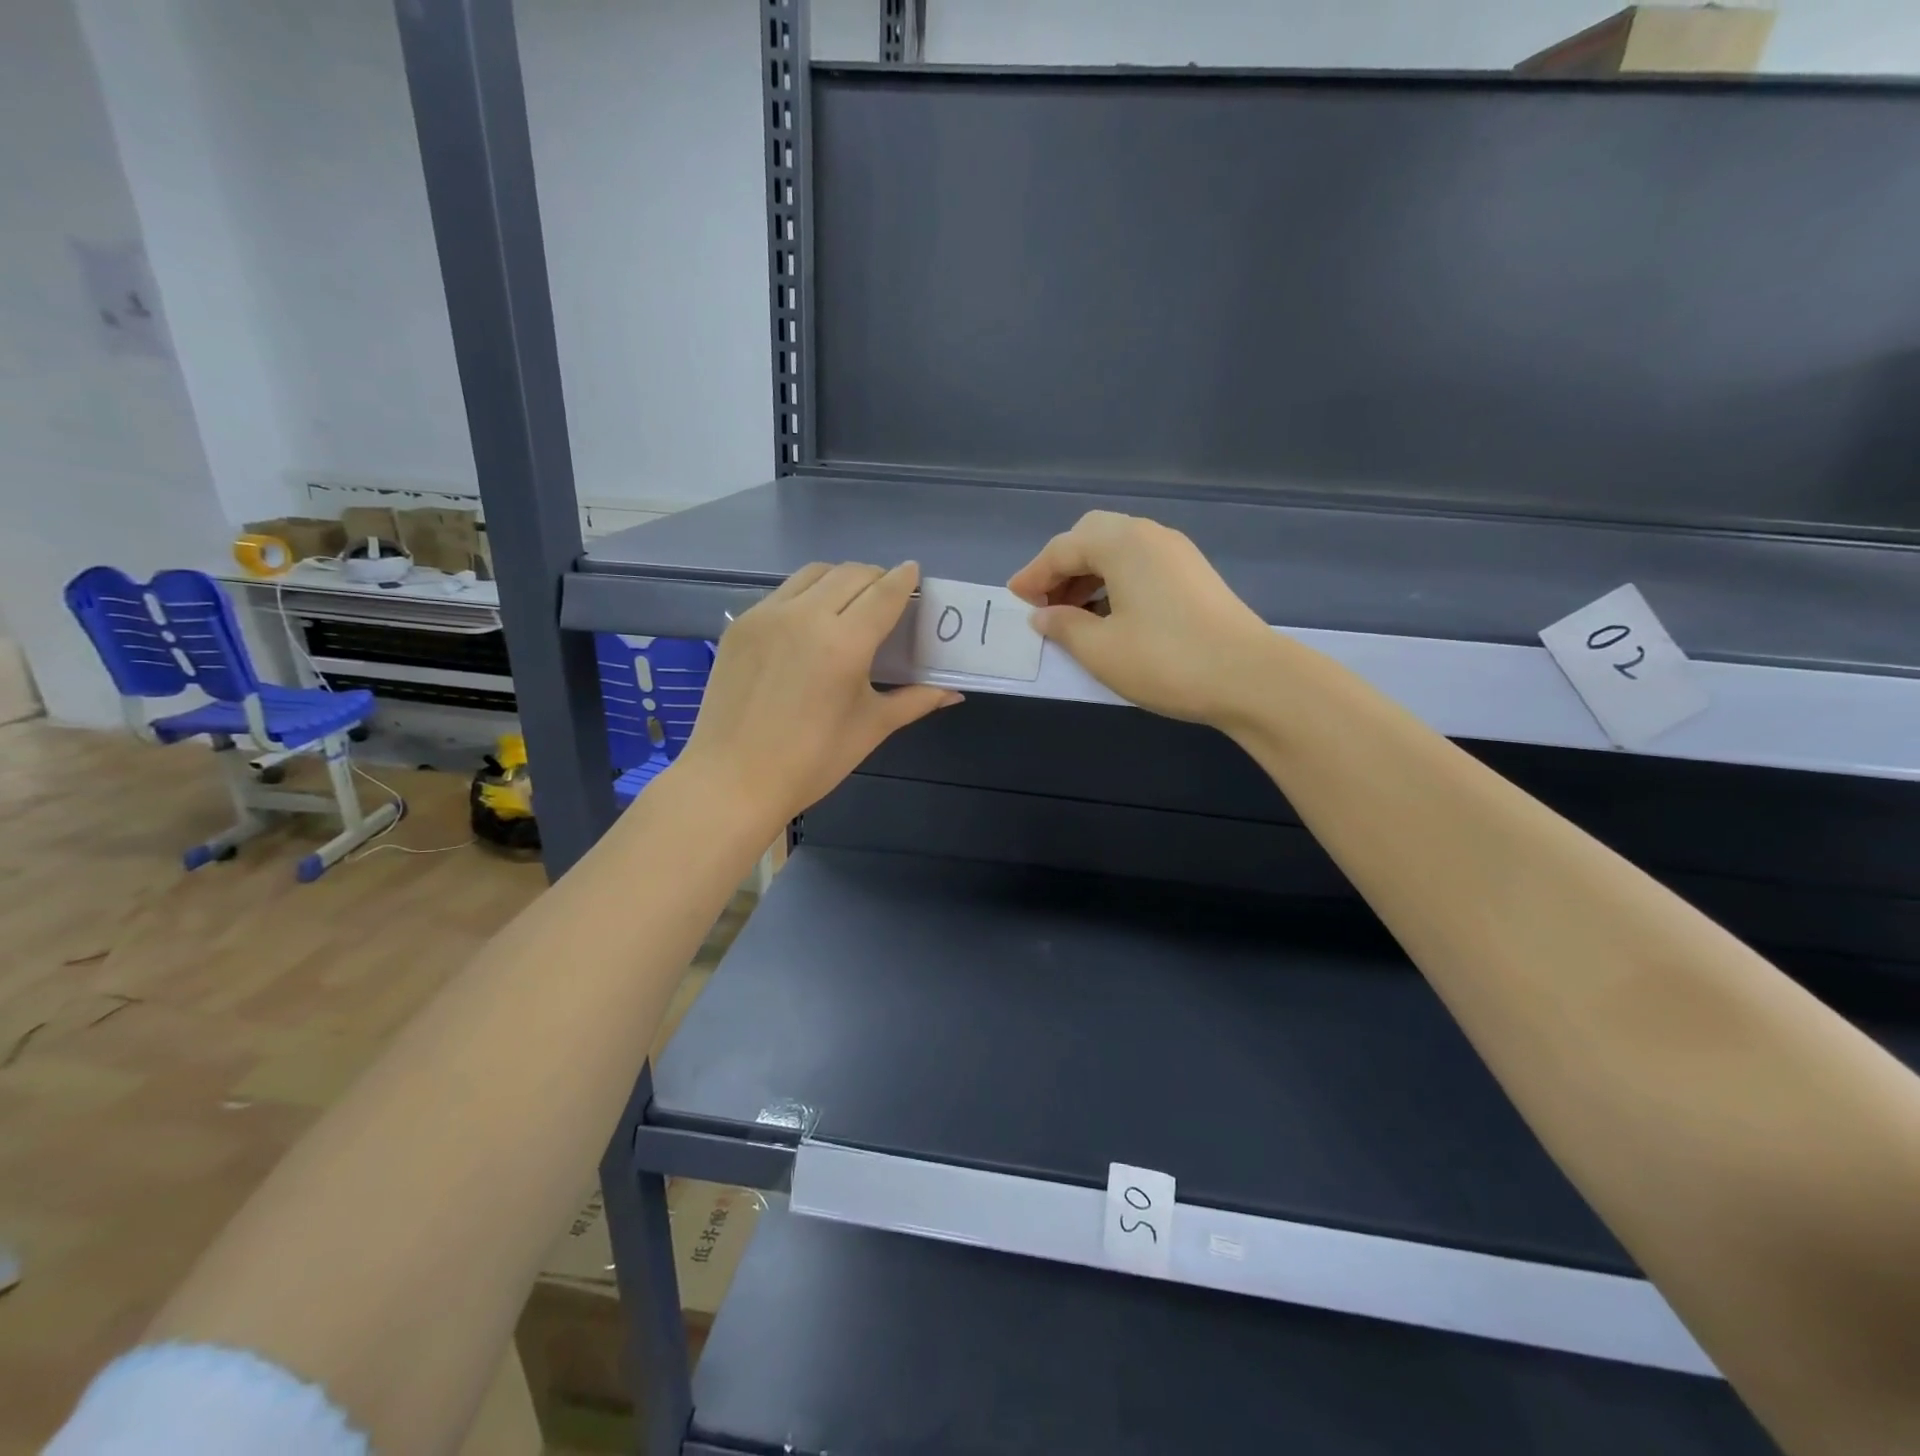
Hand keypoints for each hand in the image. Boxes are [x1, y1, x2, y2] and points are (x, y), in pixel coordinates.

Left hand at [679, 561, 960, 824]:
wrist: (733, 780)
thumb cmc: (811, 761)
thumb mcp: (871, 728)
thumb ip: (915, 700)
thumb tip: (954, 693)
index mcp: (843, 643)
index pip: (883, 592)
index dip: (904, 579)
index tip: (914, 573)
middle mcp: (805, 616)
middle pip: (851, 574)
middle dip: (876, 578)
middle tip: (887, 598)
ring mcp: (767, 616)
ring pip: (813, 575)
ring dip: (840, 579)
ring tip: (850, 602)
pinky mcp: (741, 624)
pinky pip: (782, 593)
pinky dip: (806, 595)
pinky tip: (810, 623)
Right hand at [1007, 510, 1276, 726]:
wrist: (1250, 677)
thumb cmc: (1165, 660)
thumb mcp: (1100, 649)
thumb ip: (1063, 626)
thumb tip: (1043, 614)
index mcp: (1122, 543)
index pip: (1063, 548)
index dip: (1033, 574)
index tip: (1013, 599)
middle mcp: (1150, 536)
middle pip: (1091, 538)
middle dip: (1061, 568)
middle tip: (1044, 604)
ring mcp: (1177, 554)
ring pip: (1118, 551)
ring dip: (1088, 577)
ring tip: (1072, 616)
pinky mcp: (1194, 575)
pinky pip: (1140, 566)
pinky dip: (1114, 584)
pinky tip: (1109, 617)